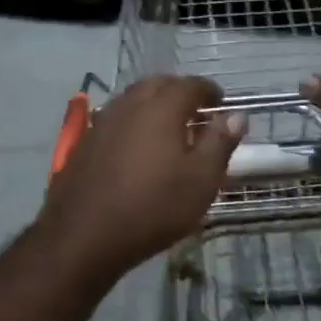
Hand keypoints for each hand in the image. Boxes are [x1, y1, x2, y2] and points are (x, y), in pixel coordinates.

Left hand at [39, 75, 245, 281]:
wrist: (84, 235)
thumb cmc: (153, 207)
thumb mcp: (201, 180)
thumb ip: (220, 143)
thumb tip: (236, 115)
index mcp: (161, 107)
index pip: (191, 85)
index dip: (209, 91)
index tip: (221, 103)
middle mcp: (130, 104)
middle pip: (158, 85)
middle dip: (180, 92)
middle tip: (196, 112)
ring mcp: (103, 121)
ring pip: (133, 99)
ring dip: (154, 105)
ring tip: (169, 128)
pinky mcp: (85, 142)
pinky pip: (116, 118)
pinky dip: (133, 122)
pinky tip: (137, 145)